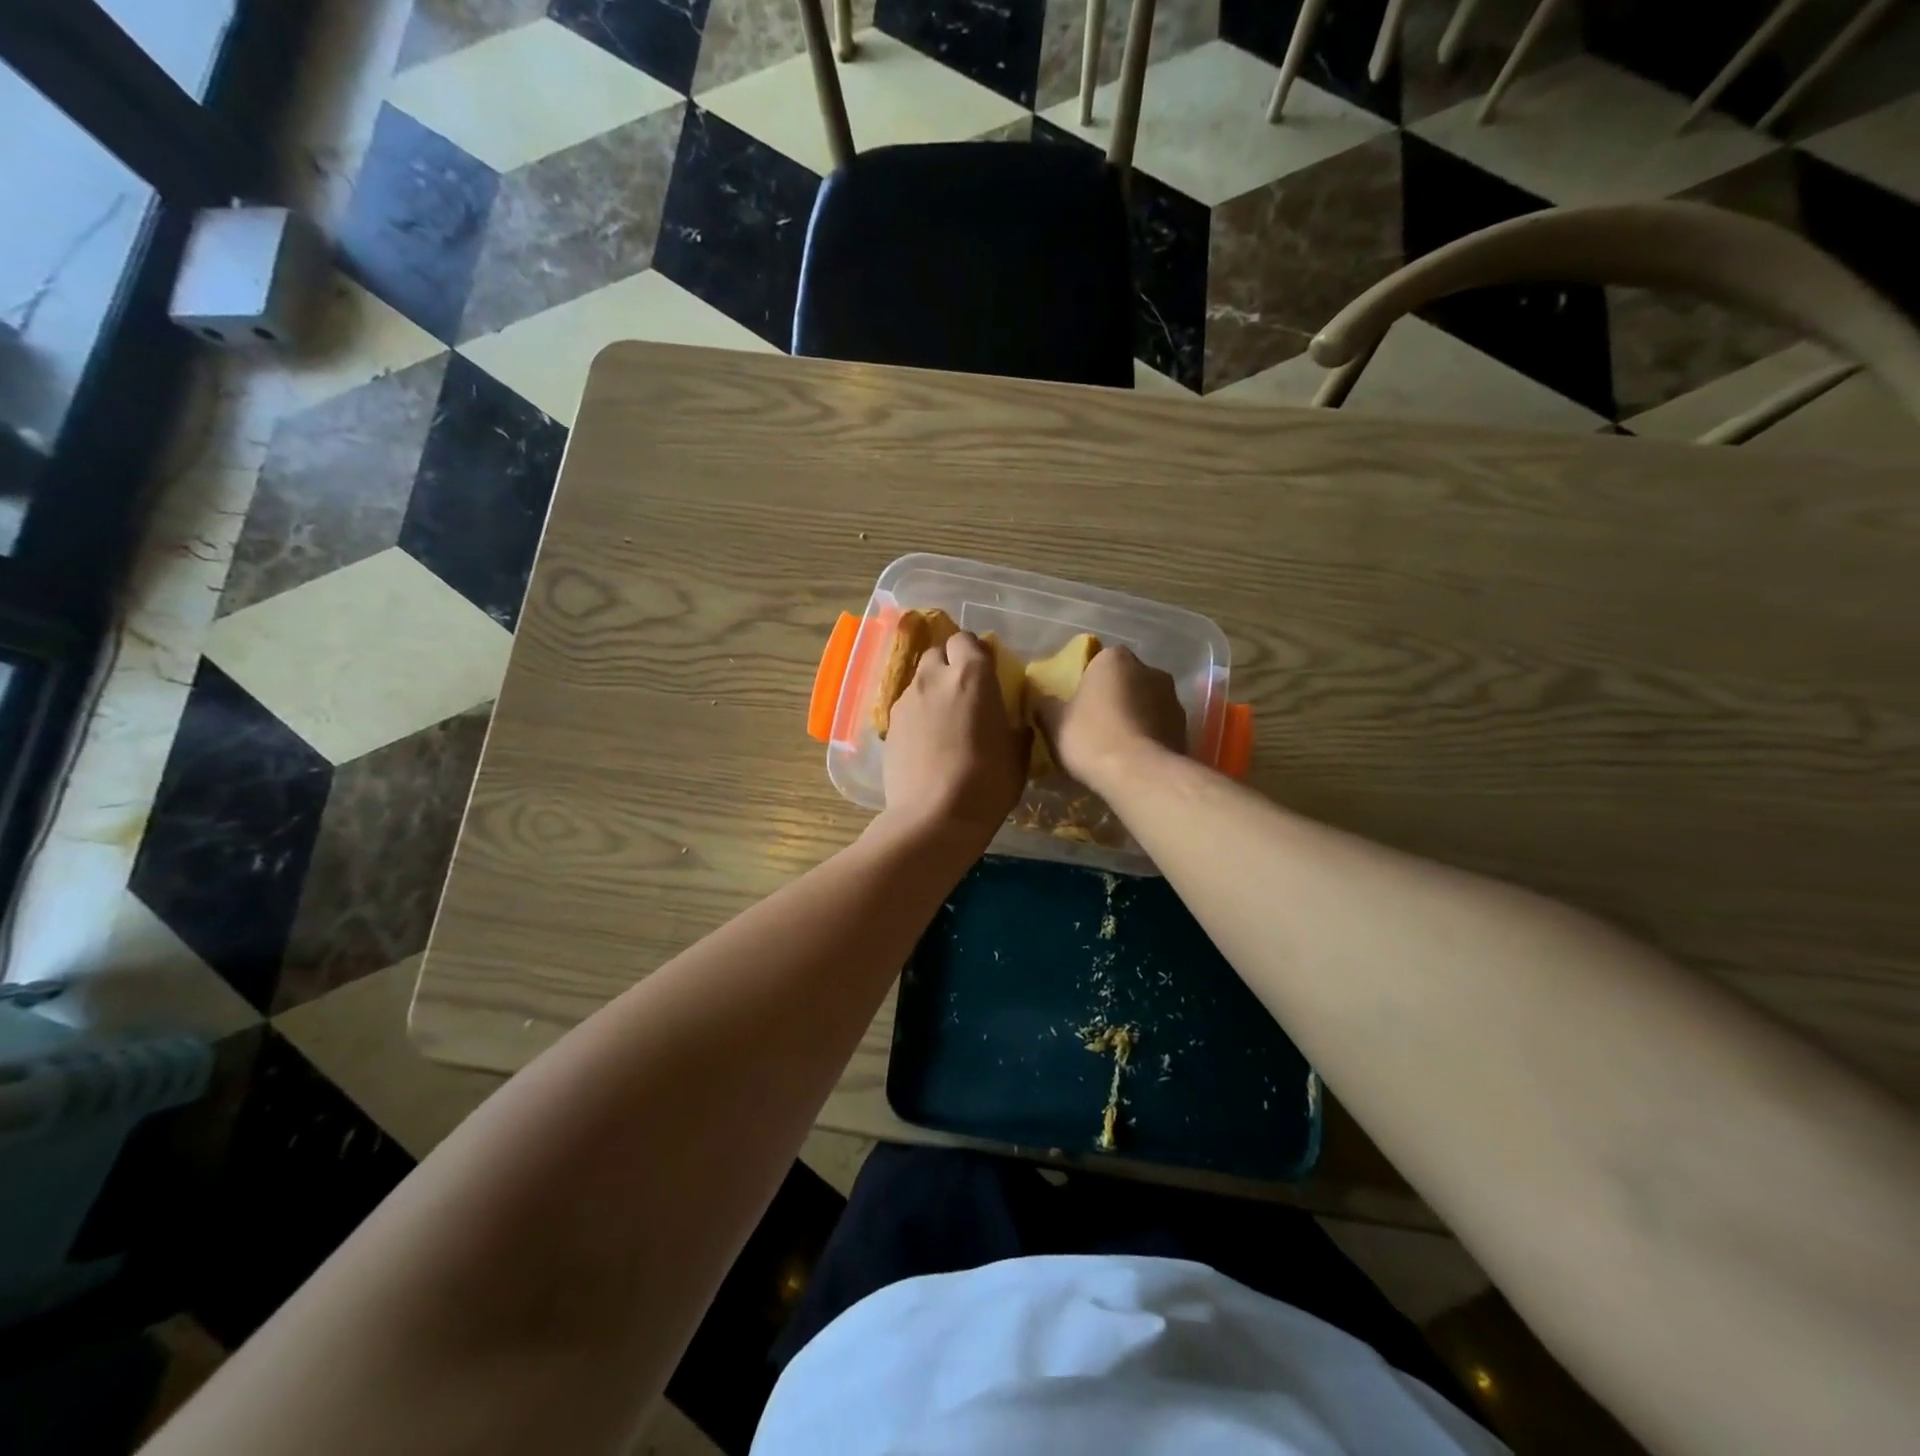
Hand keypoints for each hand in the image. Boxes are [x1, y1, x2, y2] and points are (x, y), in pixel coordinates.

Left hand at [881, 632, 1029, 846]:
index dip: (975, 653)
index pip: (966, 640)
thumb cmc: (987, 782)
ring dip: (933, 690)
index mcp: (972, 675)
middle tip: (965, 693)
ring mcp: (906, 701)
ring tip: (945, 720)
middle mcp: (934, 678)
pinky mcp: (889, 726)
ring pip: (920, 680)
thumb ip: (1015, 726)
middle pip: (938, 654)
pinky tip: (927, 742)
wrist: (934, 817)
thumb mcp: (1018, 754)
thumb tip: (1013, 722)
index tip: (986, 672)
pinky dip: (918, 715)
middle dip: (950, 665)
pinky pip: (906, 708)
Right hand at [1031, 646, 1185, 794]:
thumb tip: (1040, 699)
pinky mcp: (1186, 728)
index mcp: (1115, 659)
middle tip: (1094, 724)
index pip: (1098, 661)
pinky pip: (1159, 727)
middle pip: (1126, 680)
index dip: (1086, 682)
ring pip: (1146, 703)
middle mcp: (1150, 670)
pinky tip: (1134, 759)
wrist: (1138, 774)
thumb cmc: (1090, 737)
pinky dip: (1148, 737)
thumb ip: (1045, 704)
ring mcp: (1173, 699)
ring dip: (1134, 717)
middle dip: (1113, 697)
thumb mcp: (1053, 721)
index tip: (1076, 704)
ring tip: (1115, 746)